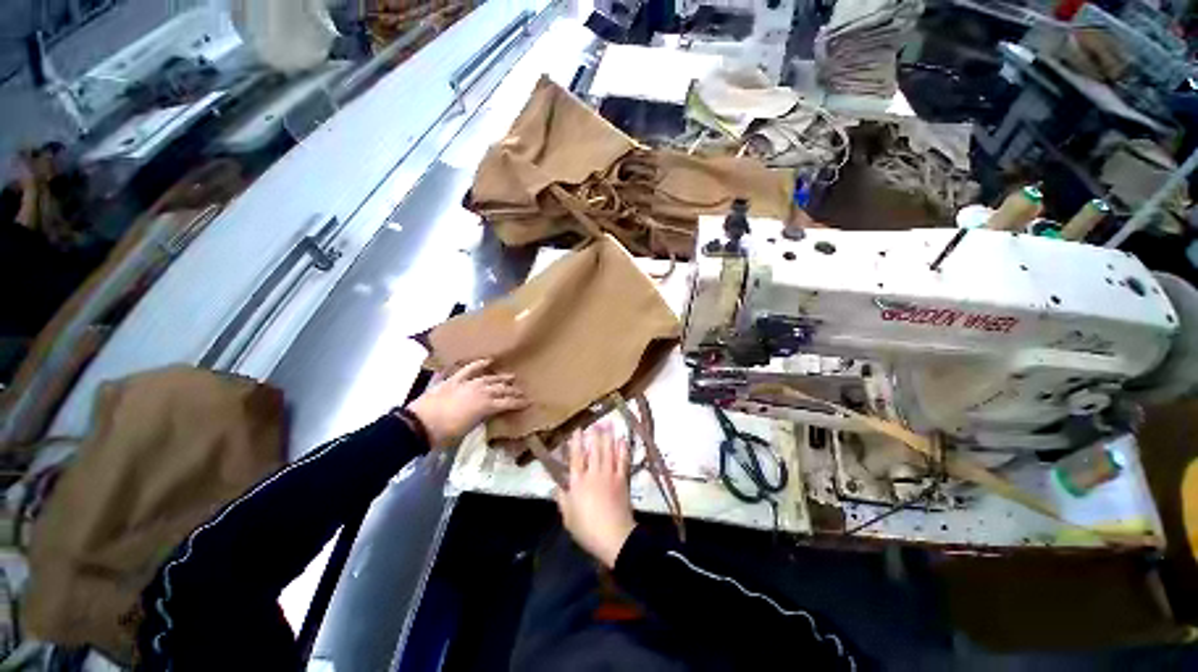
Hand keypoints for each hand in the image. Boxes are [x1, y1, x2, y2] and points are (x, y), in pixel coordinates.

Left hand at [405, 359, 528, 447]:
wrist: (419, 425)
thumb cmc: (445, 434)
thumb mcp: (469, 429)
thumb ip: (483, 418)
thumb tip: (490, 413)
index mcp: (486, 406)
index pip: (508, 403)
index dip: (519, 403)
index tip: (528, 402)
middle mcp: (481, 391)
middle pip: (501, 389)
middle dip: (513, 390)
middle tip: (522, 391)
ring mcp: (468, 383)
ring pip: (489, 378)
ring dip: (501, 378)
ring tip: (511, 377)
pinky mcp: (455, 380)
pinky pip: (469, 369)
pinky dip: (479, 364)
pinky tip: (488, 360)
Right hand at [554, 425, 635, 568]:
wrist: (614, 537)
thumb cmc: (587, 529)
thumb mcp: (568, 517)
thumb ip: (562, 500)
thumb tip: (555, 487)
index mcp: (578, 482)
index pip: (576, 457)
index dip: (576, 442)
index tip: (578, 429)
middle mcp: (593, 474)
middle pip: (594, 450)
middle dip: (595, 434)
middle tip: (597, 422)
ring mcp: (609, 475)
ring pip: (608, 451)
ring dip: (609, 436)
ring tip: (609, 424)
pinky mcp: (622, 480)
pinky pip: (622, 461)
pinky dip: (622, 449)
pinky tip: (622, 440)